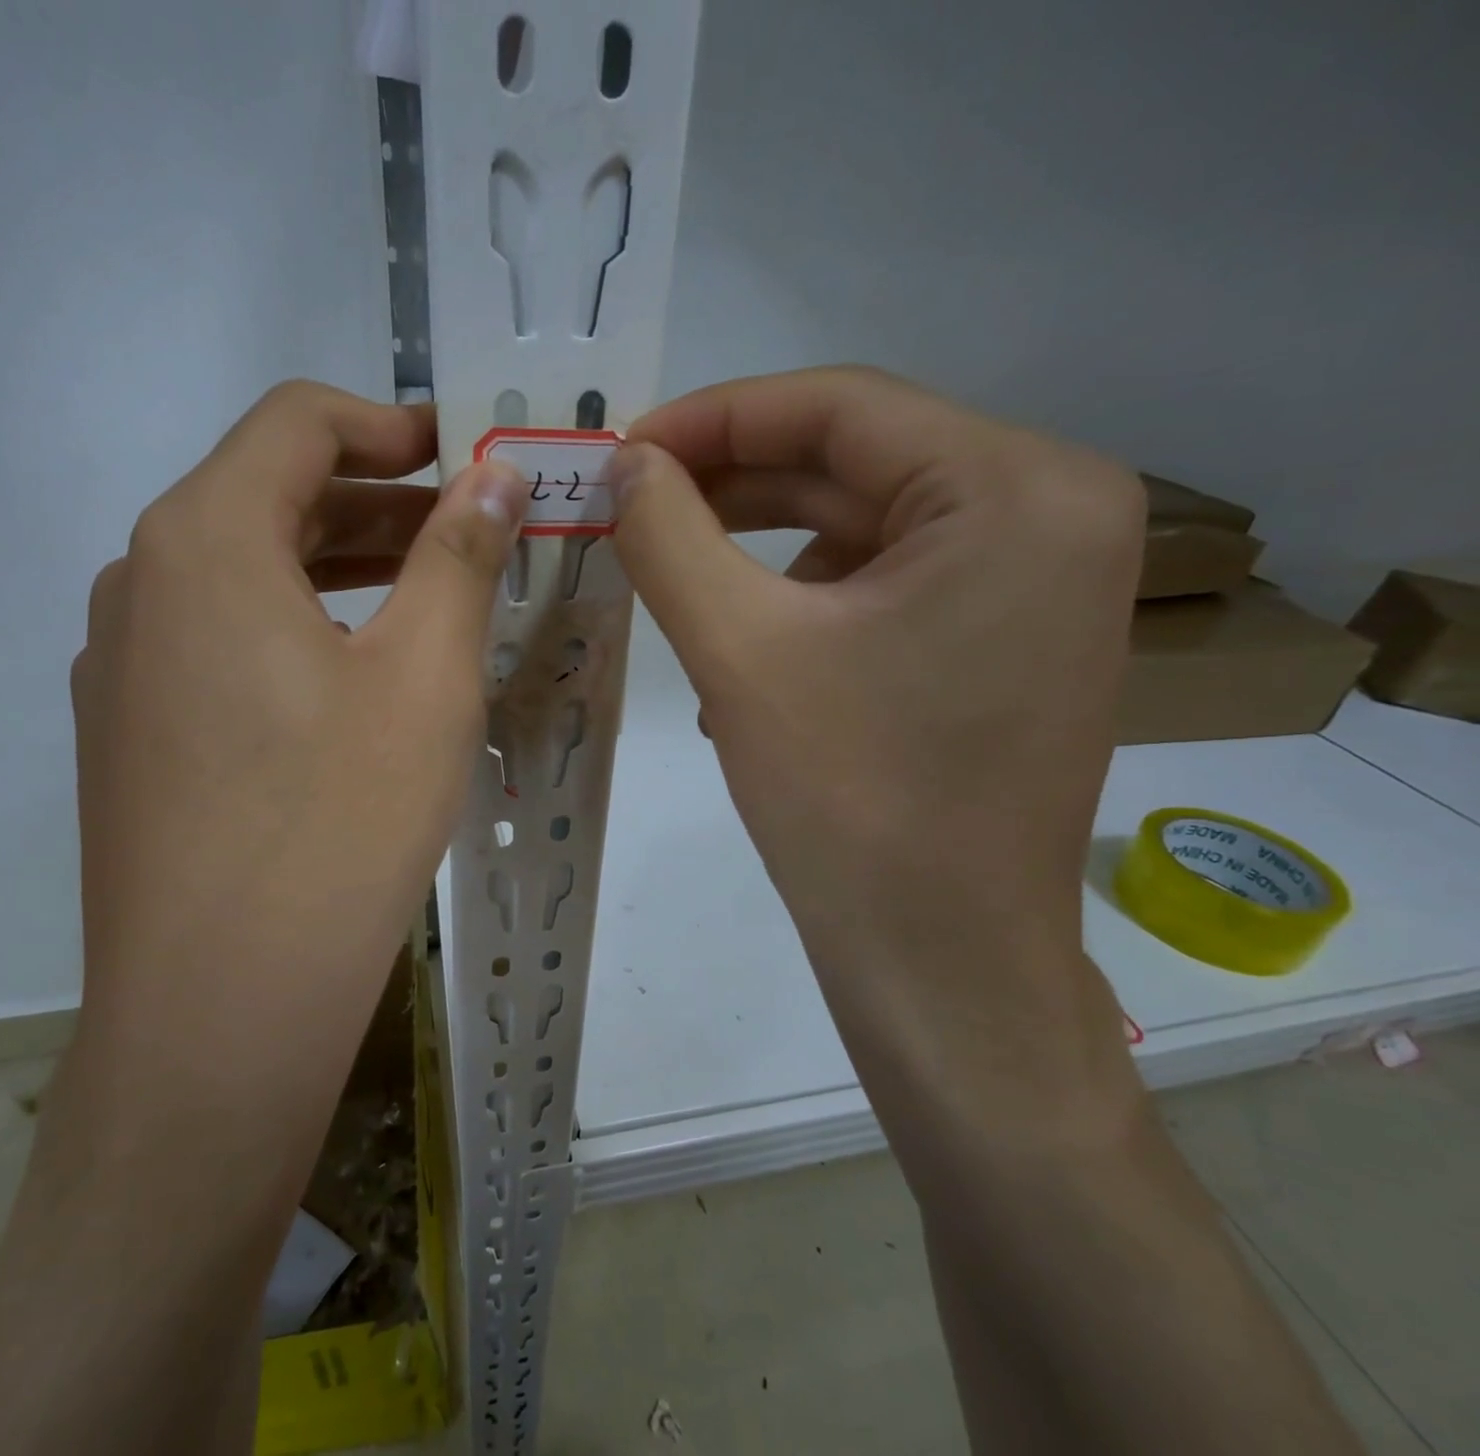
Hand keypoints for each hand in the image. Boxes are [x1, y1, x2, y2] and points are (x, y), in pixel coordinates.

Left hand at [68, 380, 528, 1106]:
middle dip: (376, 503)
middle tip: (467, 534)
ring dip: (337, 570)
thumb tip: (495, 474)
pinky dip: (294, 630)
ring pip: (242, 577)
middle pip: (266, 498)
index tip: (463, 458)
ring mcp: (120, 666)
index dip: (389, 425)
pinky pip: (218, 644)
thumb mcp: (425, 676)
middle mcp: (139, 585)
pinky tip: (354, 682)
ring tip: (426, 600)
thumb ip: (459, 555)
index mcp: (202, 542)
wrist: (222, 1006)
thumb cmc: (338, 822)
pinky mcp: (128, 735)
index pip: (295, 424)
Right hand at [610, 367, 1146, 1131]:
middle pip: (855, 461)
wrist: (940, 962)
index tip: (622, 449)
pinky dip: (801, 599)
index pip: (840, 406)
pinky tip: (741, 650)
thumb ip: (669, 536)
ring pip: (862, 524)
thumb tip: (625, 464)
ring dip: (758, 548)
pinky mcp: (1006, 636)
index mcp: (1018, 490)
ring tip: (675, 586)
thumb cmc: (848, 802)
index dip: (714, 418)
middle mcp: (1053, 512)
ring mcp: (1037, 580)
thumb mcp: (738, 651)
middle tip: (630, 505)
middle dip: (730, 483)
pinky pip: (885, 582)